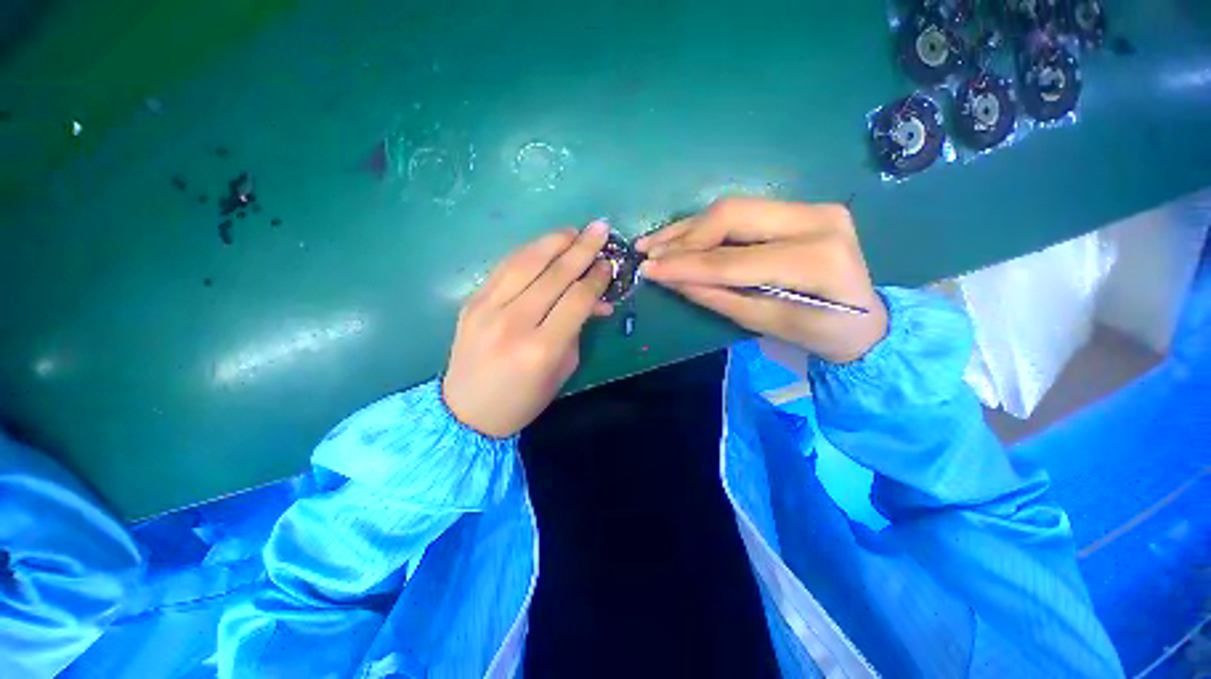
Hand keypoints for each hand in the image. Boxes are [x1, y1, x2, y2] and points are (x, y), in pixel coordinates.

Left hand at [443, 222, 613, 437]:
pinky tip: (544, 245)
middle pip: (554, 275)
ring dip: (552, 241)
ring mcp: (487, 308)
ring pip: (525, 262)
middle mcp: (513, 323)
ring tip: (573, 230)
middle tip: (600, 229)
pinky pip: (503, 268)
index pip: (576, 300)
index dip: (596, 278)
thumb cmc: (524, 399)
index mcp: (541, 348)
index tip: (609, 263)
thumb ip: (579, 330)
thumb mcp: (562, 370)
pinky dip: (527, 252)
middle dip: (581, 249)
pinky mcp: (471, 302)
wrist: (467, 411)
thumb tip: (598, 301)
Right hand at [636, 198, 887, 363]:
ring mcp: (811, 206)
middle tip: (648, 252)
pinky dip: (706, 226)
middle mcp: (816, 219)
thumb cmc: (819, 333)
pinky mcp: (800, 207)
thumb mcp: (764, 323)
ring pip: (732, 208)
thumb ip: (716, 297)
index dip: (686, 264)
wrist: (866, 319)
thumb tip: (672, 279)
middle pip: (731, 216)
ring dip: (688, 228)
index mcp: (815, 259)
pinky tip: (680, 235)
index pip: (734, 259)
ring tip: (654, 243)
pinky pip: (742, 211)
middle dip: (683, 237)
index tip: (648, 269)